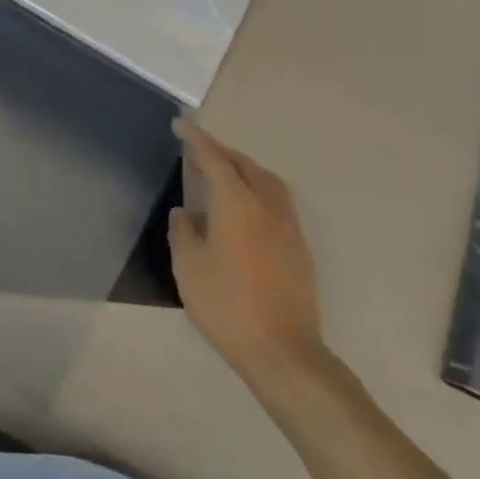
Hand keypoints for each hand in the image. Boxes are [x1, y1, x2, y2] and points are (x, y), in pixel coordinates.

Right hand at [169, 121, 330, 411]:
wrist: (285, 353)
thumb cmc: (228, 305)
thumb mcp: (189, 267)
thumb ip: (183, 232)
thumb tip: (186, 213)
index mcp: (236, 202)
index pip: (213, 157)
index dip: (195, 138)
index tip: (180, 124)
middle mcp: (266, 204)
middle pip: (244, 164)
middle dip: (220, 152)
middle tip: (196, 153)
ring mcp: (288, 226)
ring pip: (266, 181)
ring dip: (243, 170)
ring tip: (222, 177)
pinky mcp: (299, 248)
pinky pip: (276, 201)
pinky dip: (257, 191)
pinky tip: (244, 211)